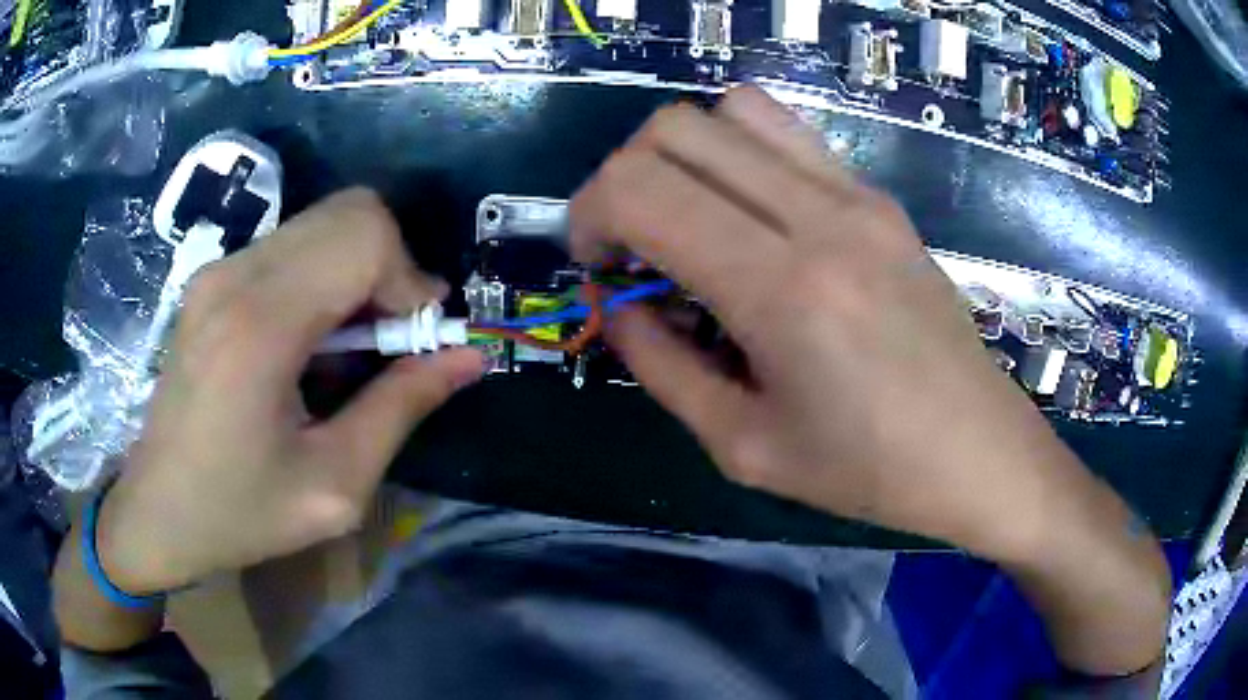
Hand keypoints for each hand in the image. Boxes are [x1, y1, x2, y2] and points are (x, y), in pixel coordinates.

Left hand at [96, 189, 483, 593]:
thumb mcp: (334, 485)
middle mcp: (235, 275)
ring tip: (357, 343)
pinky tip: (317, 337)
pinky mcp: (212, 277)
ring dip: (360, 270)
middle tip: (395, 338)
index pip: (364, 237)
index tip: (420, 339)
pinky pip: (293, 244)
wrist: (156, 510)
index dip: (410, 279)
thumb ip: (403, 408)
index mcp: (260, 325)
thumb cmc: (239, 512)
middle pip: (350, 212)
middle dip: (391, 267)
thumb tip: (468, 356)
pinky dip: (327, 274)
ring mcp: (218, 270)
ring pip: (323, 222)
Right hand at [571, 87, 1110, 559]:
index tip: (599, 268)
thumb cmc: (868, 471)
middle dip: (623, 179)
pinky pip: (784, 132)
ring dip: (682, 156)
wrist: (979, 451)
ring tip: (691, 222)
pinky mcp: (878, 196)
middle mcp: (819, 215)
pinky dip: (738, 154)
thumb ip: (661, 366)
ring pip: (730, 110)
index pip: (638, 187)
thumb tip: (612, 308)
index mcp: (781, 287)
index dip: (589, 216)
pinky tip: (751, 218)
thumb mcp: (743, 446)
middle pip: (673, 130)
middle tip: (634, 248)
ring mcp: (857, 194)